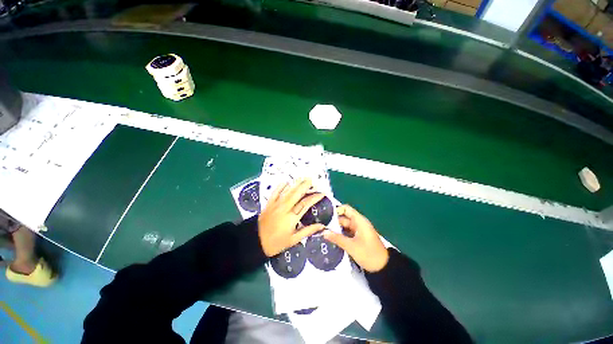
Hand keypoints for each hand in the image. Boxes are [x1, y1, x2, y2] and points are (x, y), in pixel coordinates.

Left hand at [258, 178, 325, 256]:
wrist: (256, 241)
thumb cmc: (276, 242)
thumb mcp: (294, 240)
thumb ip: (308, 231)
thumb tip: (322, 226)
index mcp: (292, 217)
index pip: (306, 204)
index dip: (315, 197)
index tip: (322, 193)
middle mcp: (285, 208)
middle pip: (297, 193)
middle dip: (305, 185)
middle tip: (312, 180)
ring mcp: (276, 204)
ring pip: (287, 191)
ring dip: (295, 184)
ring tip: (302, 178)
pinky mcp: (269, 203)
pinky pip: (275, 192)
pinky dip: (280, 186)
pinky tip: (285, 182)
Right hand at [324, 205, 388, 271]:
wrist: (383, 268)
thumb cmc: (369, 254)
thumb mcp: (351, 246)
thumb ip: (337, 238)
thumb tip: (323, 232)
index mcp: (359, 221)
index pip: (346, 209)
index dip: (336, 210)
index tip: (326, 215)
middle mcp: (358, 223)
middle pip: (343, 217)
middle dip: (333, 221)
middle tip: (321, 225)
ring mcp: (357, 230)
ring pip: (344, 226)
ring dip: (335, 228)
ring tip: (323, 231)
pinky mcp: (357, 237)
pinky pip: (346, 232)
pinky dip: (340, 234)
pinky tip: (330, 237)